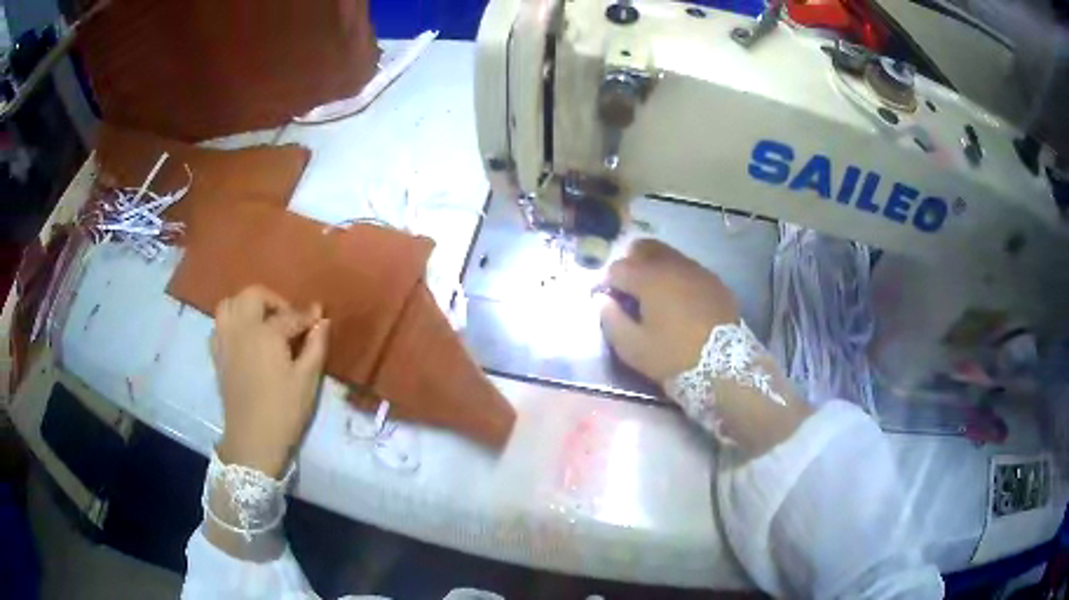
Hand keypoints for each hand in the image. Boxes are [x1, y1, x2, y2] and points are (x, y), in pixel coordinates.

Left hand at [210, 286, 329, 477]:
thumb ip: (315, 345)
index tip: (319, 317)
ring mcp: (225, 341)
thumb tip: (322, 320)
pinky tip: (245, 339)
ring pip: (230, 304)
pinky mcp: (217, 356)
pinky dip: (232, 323)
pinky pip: (220, 325)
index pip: (290, 315)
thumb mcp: (307, 380)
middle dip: (273, 301)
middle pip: (253, 295)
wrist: (253, 441)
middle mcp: (241, 328)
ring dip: (247, 306)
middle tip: (288, 318)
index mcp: (266, 333)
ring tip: (262, 322)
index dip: (307, 316)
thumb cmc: (284, 411)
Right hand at [600, 239, 739, 382]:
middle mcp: (673, 265)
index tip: (607, 300)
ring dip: (655, 268)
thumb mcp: (633, 348)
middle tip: (629, 289)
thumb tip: (602, 300)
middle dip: (631, 263)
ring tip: (654, 295)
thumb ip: (611, 320)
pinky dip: (677, 277)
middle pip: (644, 248)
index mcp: (649, 278)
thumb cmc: (674, 357)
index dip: (606, 283)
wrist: (726, 366)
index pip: (617, 268)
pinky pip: (689, 269)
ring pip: (669, 256)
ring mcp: (697, 271)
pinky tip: (679, 301)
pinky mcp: (715, 282)